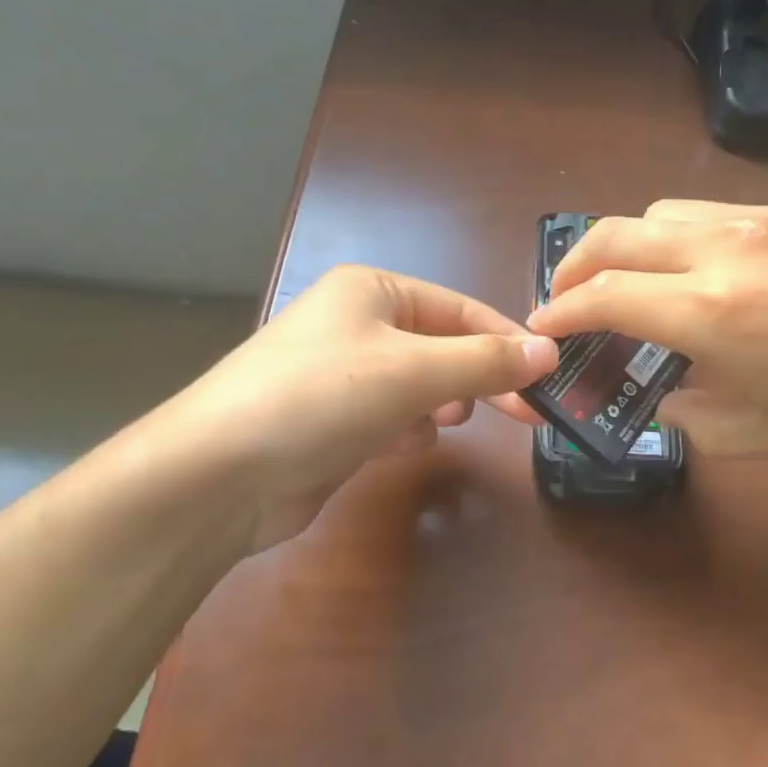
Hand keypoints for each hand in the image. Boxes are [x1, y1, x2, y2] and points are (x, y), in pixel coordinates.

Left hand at [152, 265, 556, 548]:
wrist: (218, 475)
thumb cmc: (322, 397)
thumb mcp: (412, 371)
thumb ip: (484, 361)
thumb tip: (548, 350)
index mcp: (372, 291)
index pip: (459, 309)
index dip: (506, 340)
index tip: (549, 374)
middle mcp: (355, 324)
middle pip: (439, 346)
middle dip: (476, 377)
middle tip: (523, 413)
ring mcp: (339, 374)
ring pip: (416, 384)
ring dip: (438, 404)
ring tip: (448, 423)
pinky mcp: (329, 422)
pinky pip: (387, 417)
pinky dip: (403, 430)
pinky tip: (401, 447)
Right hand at [529, 199, 767, 474]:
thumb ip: (694, 414)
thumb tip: (663, 397)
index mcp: (714, 310)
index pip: (604, 296)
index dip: (561, 312)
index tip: (541, 329)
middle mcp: (727, 247)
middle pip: (616, 233)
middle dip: (576, 265)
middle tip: (569, 299)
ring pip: (665, 212)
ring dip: (633, 245)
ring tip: (643, 284)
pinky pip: (721, 212)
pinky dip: (690, 238)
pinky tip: (723, 274)